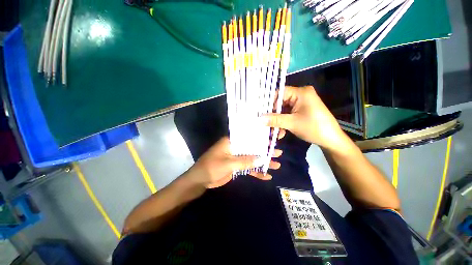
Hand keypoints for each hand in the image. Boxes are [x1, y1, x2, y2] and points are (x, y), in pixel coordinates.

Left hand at [188, 137, 281, 188]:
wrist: (200, 181)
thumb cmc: (212, 167)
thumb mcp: (229, 163)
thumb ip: (245, 161)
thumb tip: (262, 158)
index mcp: (232, 142)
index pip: (248, 137)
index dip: (260, 137)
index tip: (272, 139)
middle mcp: (236, 148)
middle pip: (253, 148)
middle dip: (265, 151)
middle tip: (278, 152)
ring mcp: (236, 157)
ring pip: (252, 158)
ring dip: (263, 162)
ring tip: (277, 164)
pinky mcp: (236, 166)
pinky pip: (248, 168)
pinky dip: (256, 172)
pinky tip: (266, 176)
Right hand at [262, 86, 348, 151]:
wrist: (331, 140)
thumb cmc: (313, 127)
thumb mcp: (292, 123)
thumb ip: (274, 120)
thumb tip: (259, 119)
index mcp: (301, 93)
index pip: (280, 92)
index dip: (269, 102)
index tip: (261, 112)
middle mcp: (301, 95)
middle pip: (281, 102)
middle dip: (273, 115)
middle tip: (265, 124)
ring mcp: (301, 103)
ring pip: (283, 110)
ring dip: (278, 121)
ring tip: (273, 132)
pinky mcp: (302, 110)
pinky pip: (288, 114)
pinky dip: (284, 122)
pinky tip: (281, 133)